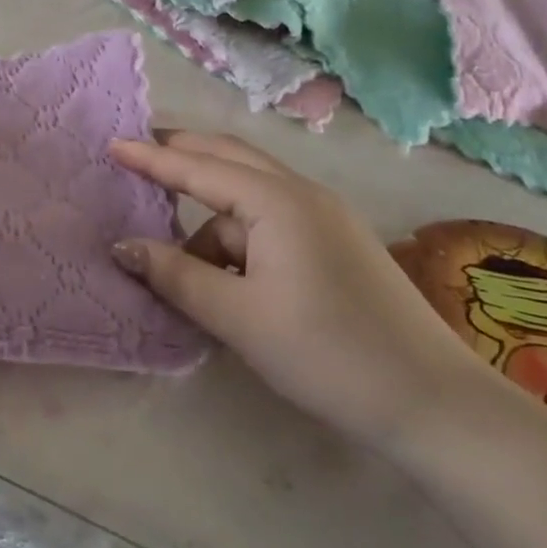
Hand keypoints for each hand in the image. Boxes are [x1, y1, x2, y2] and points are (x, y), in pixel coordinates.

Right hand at [108, 132, 475, 451]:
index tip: (112, 145)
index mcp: (276, 201)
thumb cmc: (327, 353)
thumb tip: (123, 246)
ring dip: (209, 210)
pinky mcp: (336, 241)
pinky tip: (227, 271)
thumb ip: (176, 275)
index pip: (198, 167)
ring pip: (250, 193)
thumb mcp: (238, 317)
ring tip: (179, 255)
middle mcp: (301, 193)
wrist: (434, 402)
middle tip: (138, 156)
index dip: (152, 157)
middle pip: (229, 157)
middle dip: (182, 154)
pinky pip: (271, 217)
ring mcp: (325, 215)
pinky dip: (238, 232)